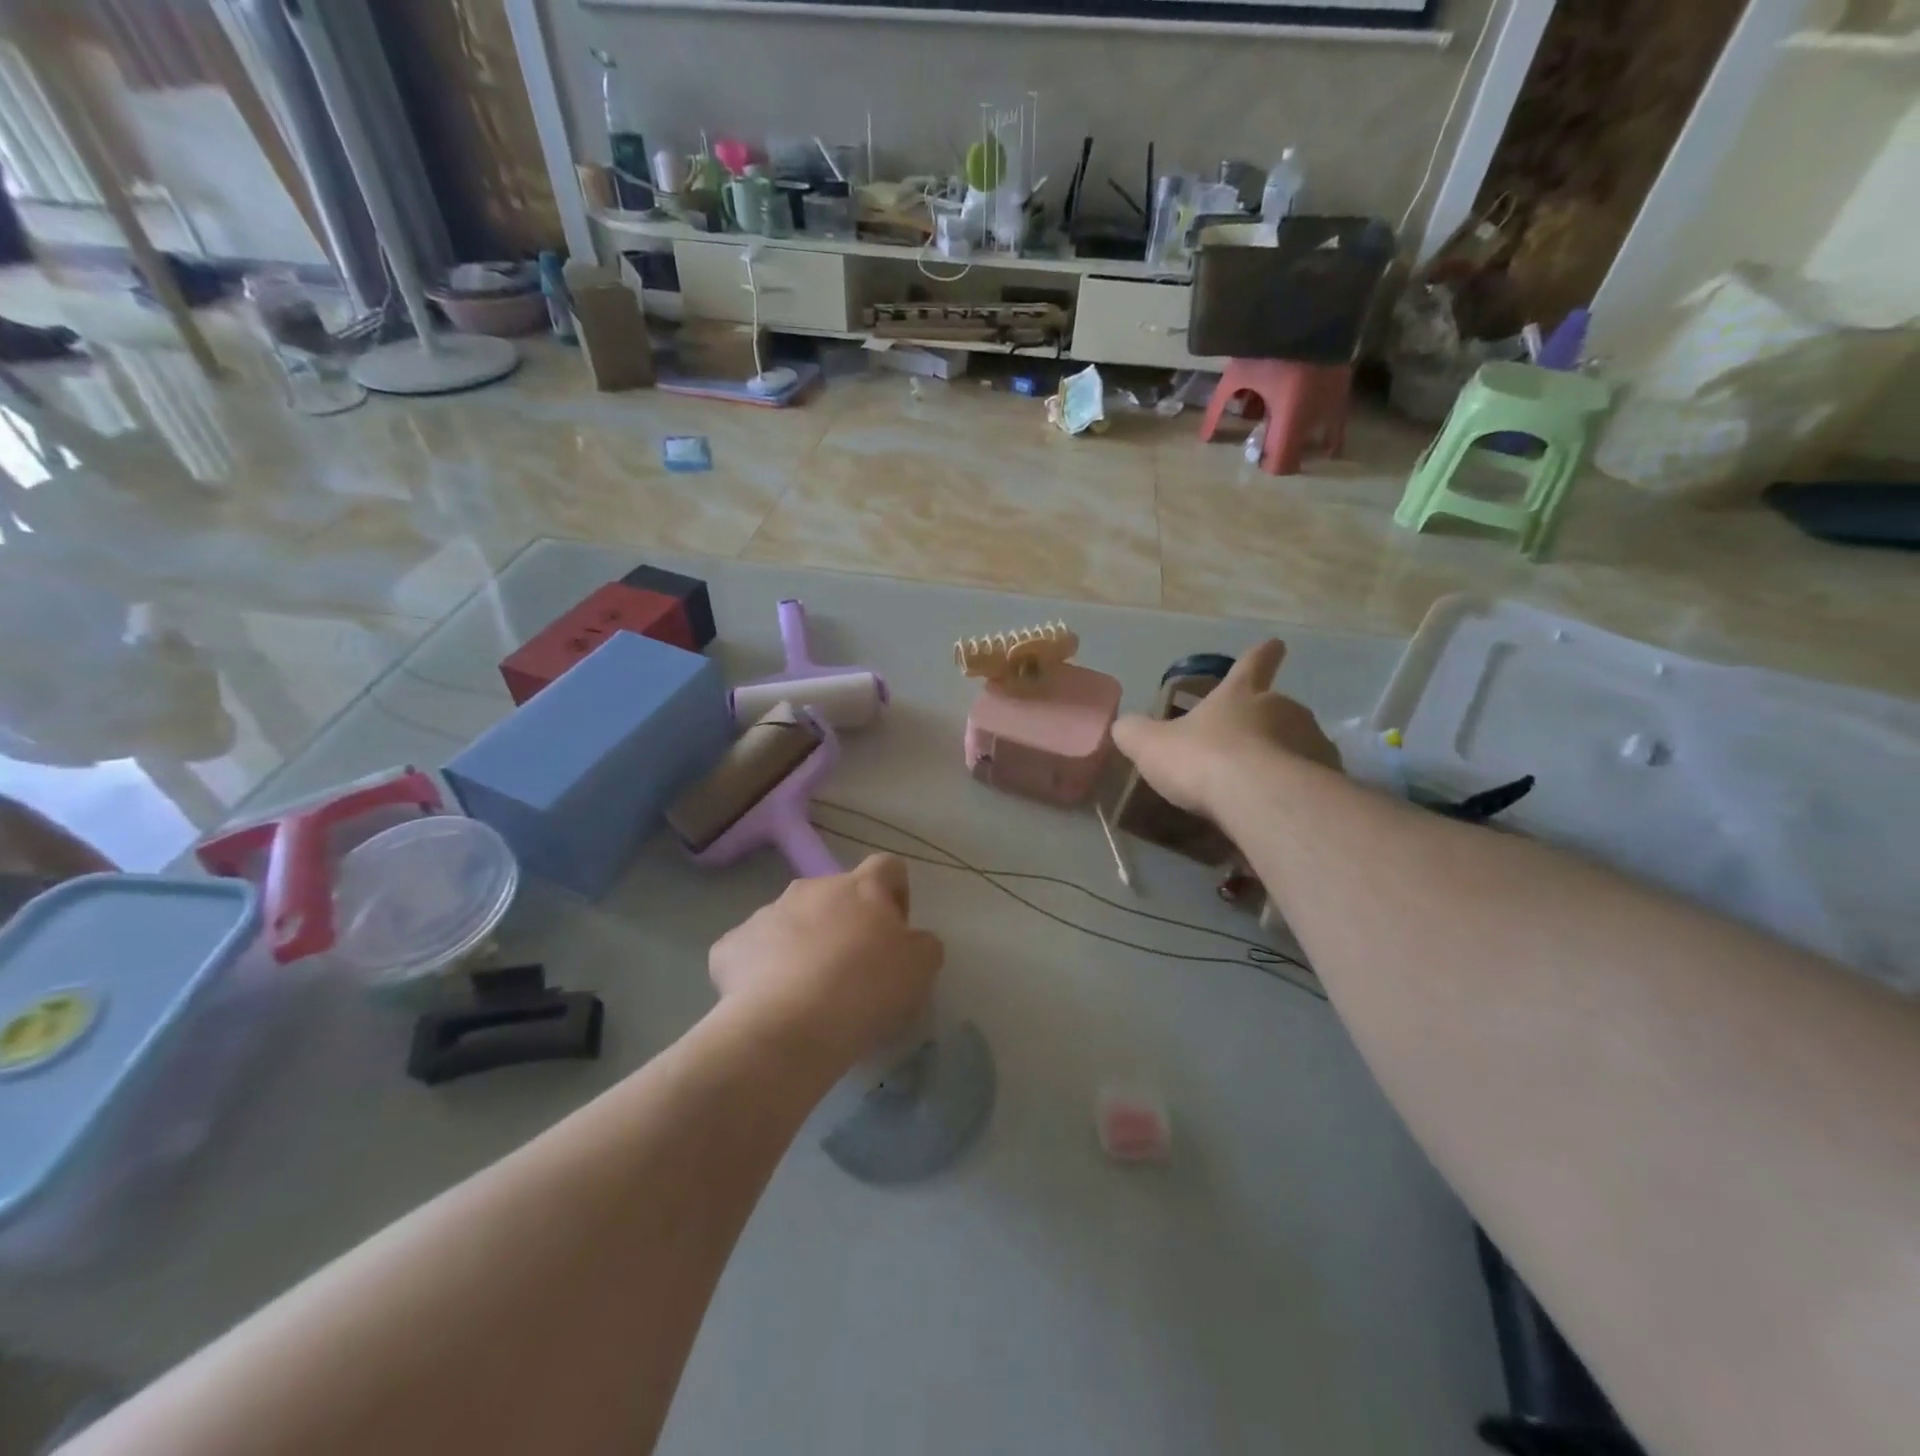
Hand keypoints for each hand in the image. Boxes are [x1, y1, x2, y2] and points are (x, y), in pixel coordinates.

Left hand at [708, 854, 942, 1069]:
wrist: (788, 1027)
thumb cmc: (865, 990)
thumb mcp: (920, 969)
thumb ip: (923, 944)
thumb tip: (912, 940)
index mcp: (862, 887)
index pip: (886, 867)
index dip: (894, 894)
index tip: (894, 931)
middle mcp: (812, 887)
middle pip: (834, 895)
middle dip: (844, 923)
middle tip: (851, 970)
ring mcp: (767, 912)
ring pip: (791, 920)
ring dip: (802, 943)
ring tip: (807, 993)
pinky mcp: (731, 944)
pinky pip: (751, 949)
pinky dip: (760, 969)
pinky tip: (769, 1002)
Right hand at [1111, 639, 1340, 820]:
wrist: (1259, 799)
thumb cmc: (1203, 760)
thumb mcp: (1151, 746)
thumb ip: (1135, 733)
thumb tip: (1124, 726)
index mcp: (1239, 695)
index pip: (1252, 664)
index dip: (1261, 655)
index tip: (1276, 644)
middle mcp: (1281, 708)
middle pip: (1277, 708)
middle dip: (1266, 723)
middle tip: (1247, 749)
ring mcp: (1311, 740)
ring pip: (1298, 744)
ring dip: (1284, 758)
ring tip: (1262, 788)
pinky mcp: (1329, 776)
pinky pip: (1312, 780)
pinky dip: (1298, 789)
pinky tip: (1280, 809)